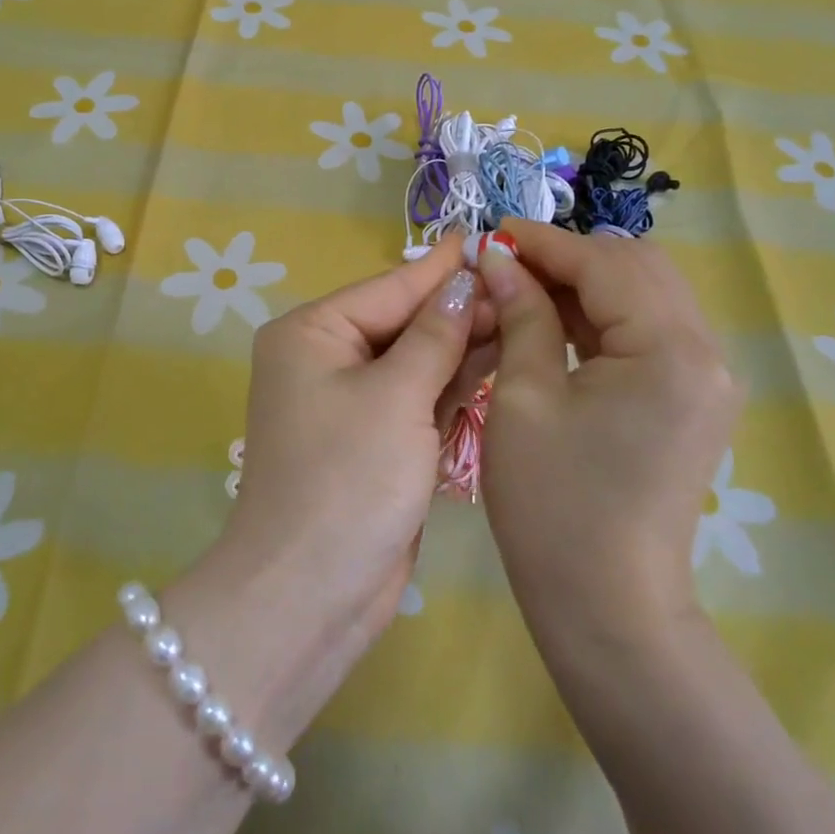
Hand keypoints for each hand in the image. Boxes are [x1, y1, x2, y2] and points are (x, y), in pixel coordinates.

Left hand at [220, 238, 487, 633]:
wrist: (311, 594)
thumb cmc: (347, 480)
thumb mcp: (395, 397)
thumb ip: (434, 336)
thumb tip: (465, 282)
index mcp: (312, 333)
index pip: (389, 288)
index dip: (443, 268)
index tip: (491, 239)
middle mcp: (326, 358)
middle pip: (403, 321)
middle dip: (459, 308)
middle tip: (524, 285)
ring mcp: (351, 401)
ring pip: (415, 359)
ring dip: (462, 344)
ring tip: (523, 314)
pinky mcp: (374, 439)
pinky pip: (417, 396)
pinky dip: (452, 383)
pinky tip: (498, 360)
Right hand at [476, 221, 743, 641]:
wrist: (609, 609)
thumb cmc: (553, 505)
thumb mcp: (523, 396)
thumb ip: (521, 314)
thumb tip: (500, 258)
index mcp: (669, 350)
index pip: (604, 263)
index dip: (544, 243)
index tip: (492, 234)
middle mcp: (706, 353)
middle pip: (638, 267)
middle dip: (569, 257)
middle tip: (508, 267)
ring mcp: (707, 377)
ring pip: (646, 294)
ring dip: (586, 283)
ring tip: (524, 290)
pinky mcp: (695, 398)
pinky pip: (650, 329)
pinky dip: (603, 316)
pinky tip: (556, 323)